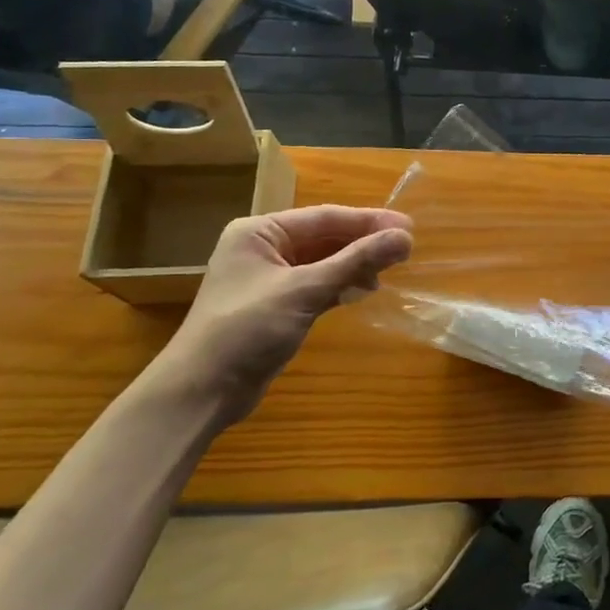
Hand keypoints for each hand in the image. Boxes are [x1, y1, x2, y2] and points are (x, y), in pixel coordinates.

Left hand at [154, 206, 412, 427]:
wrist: (200, 392)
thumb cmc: (246, 330)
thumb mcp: (305, 290)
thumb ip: (356, 261)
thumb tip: (405, 238)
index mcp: (259, 232)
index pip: (325, 217)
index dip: (369, 221)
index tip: (408, 227)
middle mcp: (263, 248)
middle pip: (325, 237)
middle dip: (364, 242)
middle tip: (407, 248)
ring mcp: (270, 278)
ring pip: (324, 260)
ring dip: (356, 264)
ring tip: (391, 270)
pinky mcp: (277, 305)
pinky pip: (318, 283)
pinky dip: (342, 284)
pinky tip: (365, 290)